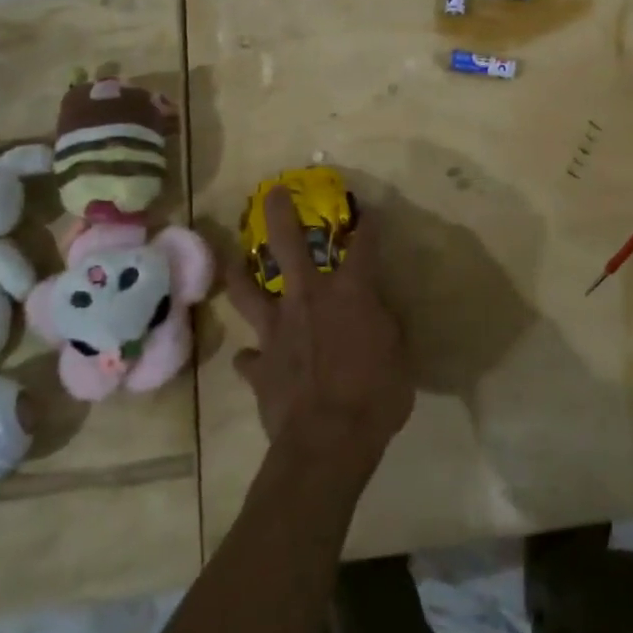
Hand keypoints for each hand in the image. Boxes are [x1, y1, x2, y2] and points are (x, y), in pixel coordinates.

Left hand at [228, 189, 413, 475]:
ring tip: (233, 261)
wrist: (328, 441)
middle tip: (272, 192)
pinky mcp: (260, 365)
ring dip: (239, 274)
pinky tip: (252, 357)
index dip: (367, 225)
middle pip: (287, 244)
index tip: (366, 210)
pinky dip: (253, 356)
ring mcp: (277, 330)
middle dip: (280, 213)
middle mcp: (308, 298)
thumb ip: (384, 326)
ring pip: (248, 291)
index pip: (363, 246)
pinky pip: (250, 357)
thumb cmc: (376, 394)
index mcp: (350, 292)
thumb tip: (376, 314)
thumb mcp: (399, 355)